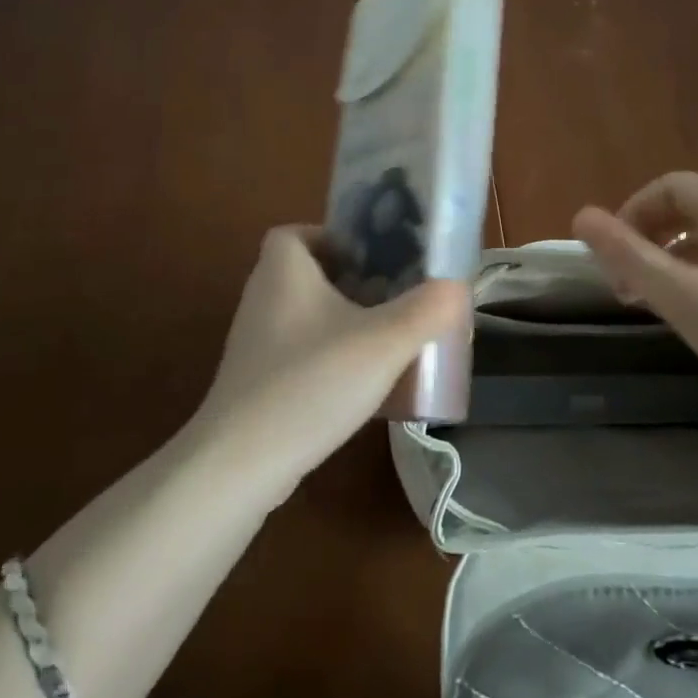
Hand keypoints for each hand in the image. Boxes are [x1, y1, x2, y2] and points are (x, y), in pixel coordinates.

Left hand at [191, 226, 467, 496]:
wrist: (239, 465)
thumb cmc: (310, 383)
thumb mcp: (383, 343)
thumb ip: (427, 311)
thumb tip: (458, 286)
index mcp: (283, 271)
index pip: (297, 233)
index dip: (333, 238)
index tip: (373, 258)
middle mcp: (262, 298)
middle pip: (307, 273)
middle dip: (350, 280)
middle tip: (393, 295)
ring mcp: (254, 343)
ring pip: (304, 314)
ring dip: (341, 319)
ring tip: (384, 336)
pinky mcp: (254, 382)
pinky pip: (297, 351)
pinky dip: (326, 355)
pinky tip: (358, 382)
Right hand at [572, 172, 697, 424]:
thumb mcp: (680, 296)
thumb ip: (627, 254)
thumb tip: (581, 216)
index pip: (668, 186)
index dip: (631, 213)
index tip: (612, 256)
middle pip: (689, 208)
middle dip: (649, 238)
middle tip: (627, 284)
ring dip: (673, 257)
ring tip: (655, 300)